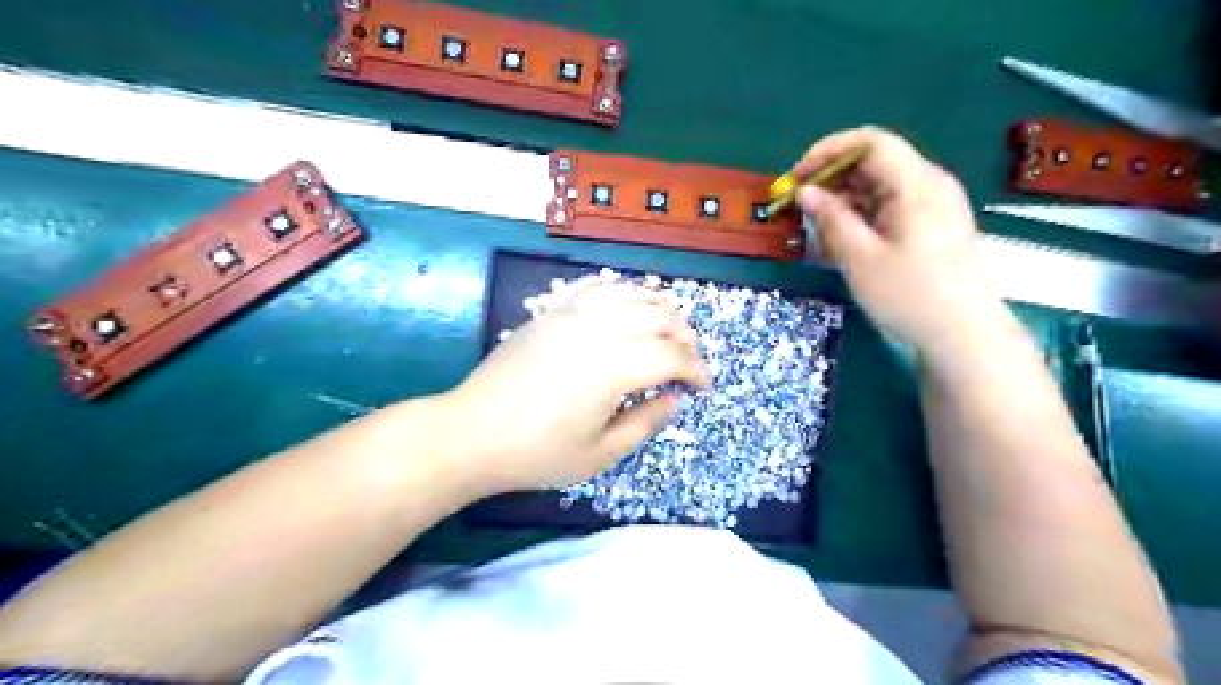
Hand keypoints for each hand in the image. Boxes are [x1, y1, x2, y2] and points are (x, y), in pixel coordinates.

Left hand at [442, 280, 706, 498]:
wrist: (473, 433)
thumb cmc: (537, 453)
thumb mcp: (599, 454)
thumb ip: (645, 423)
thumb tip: (673, 398)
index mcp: (613, 368)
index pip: (671, 357)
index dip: (695, 370)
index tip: (702, 387)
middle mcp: (597, 330)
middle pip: (658, 316)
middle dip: (684, 336)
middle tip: (689, 361)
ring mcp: (571, 315)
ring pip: (630, 294)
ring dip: (659, 308)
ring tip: (668, 329)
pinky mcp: (551, 312)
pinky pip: (596, 288)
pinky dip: (622, 292)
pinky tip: (628, 307)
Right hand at [798, 126, 1005, 353]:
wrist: (964, 335)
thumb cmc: (909, 295)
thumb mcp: (860, 258)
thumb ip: (830, 218)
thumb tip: (805, 191)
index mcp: (916, 183)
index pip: (868, 142)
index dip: (826, 152)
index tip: (795, 177)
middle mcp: (929, 184)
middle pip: (874, 162)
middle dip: (831, 178)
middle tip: (799, 206)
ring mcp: (934, 205)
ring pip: (880, 186)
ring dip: (844, 200)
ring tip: (817, 229)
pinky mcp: (932, 225)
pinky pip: (890, 206)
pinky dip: (862, 216)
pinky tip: (844, 241)